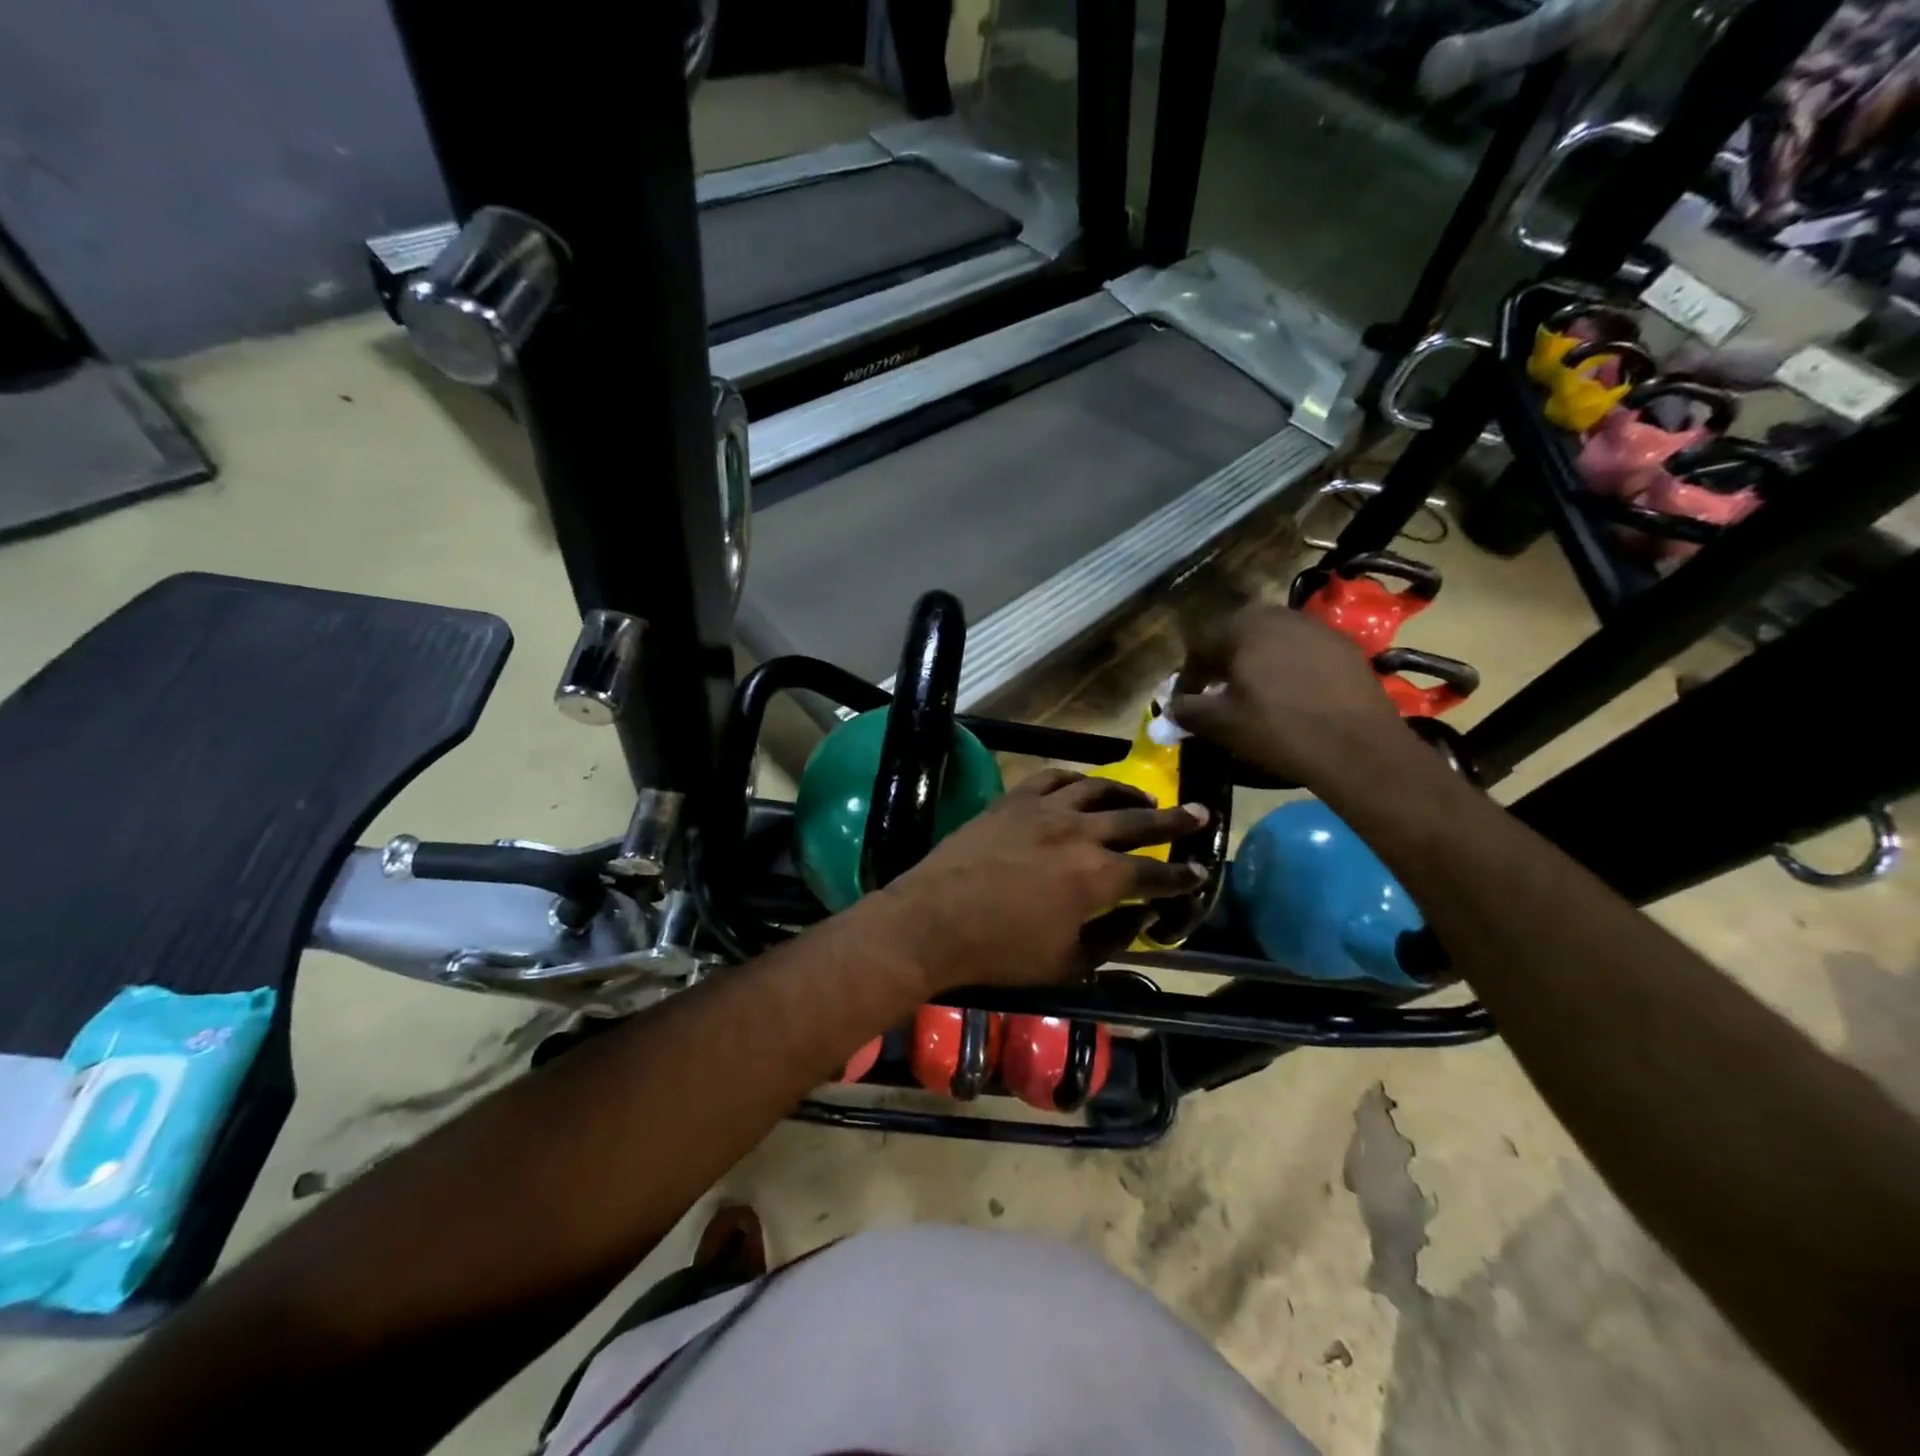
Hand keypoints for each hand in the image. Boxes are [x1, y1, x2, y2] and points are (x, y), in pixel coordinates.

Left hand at [863, 770, 1208, 993]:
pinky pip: (1054, 777)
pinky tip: (1085, 785)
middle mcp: (1079, 833)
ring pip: (1099, 789)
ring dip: (1128, 794)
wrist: (931, 921)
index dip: (1181, 877)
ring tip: (1145, 800)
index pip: (1154, 875)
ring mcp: (1044, 810)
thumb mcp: (1067, 963)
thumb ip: (1112, 937)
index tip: (1200, 872)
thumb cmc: (999, 953)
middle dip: (1175, 820)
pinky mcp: (1014, 799)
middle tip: (1199, 813)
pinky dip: (1077, 779)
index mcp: (1097, 878)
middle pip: (1138, 821)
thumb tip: (1141, 915)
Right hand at [1167, 603, 1405, 782]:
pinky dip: (1289, 668)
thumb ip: (1187, 709)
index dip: (1189, 676)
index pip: (1200, 646)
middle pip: (1237, 636)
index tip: (1187, 701)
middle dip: (1224, 663)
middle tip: (1219, 694)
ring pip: (1271, 641)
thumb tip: (1171, 706)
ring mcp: (1315, 627)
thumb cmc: (1278, 730)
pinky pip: (1302, 651)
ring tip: (1256, 695)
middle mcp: (1277, 615)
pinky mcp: (1344, 646)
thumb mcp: (1221, 724)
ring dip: (1257, 663)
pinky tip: (1293, 696)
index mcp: (1242, 627)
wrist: (1358, 746)